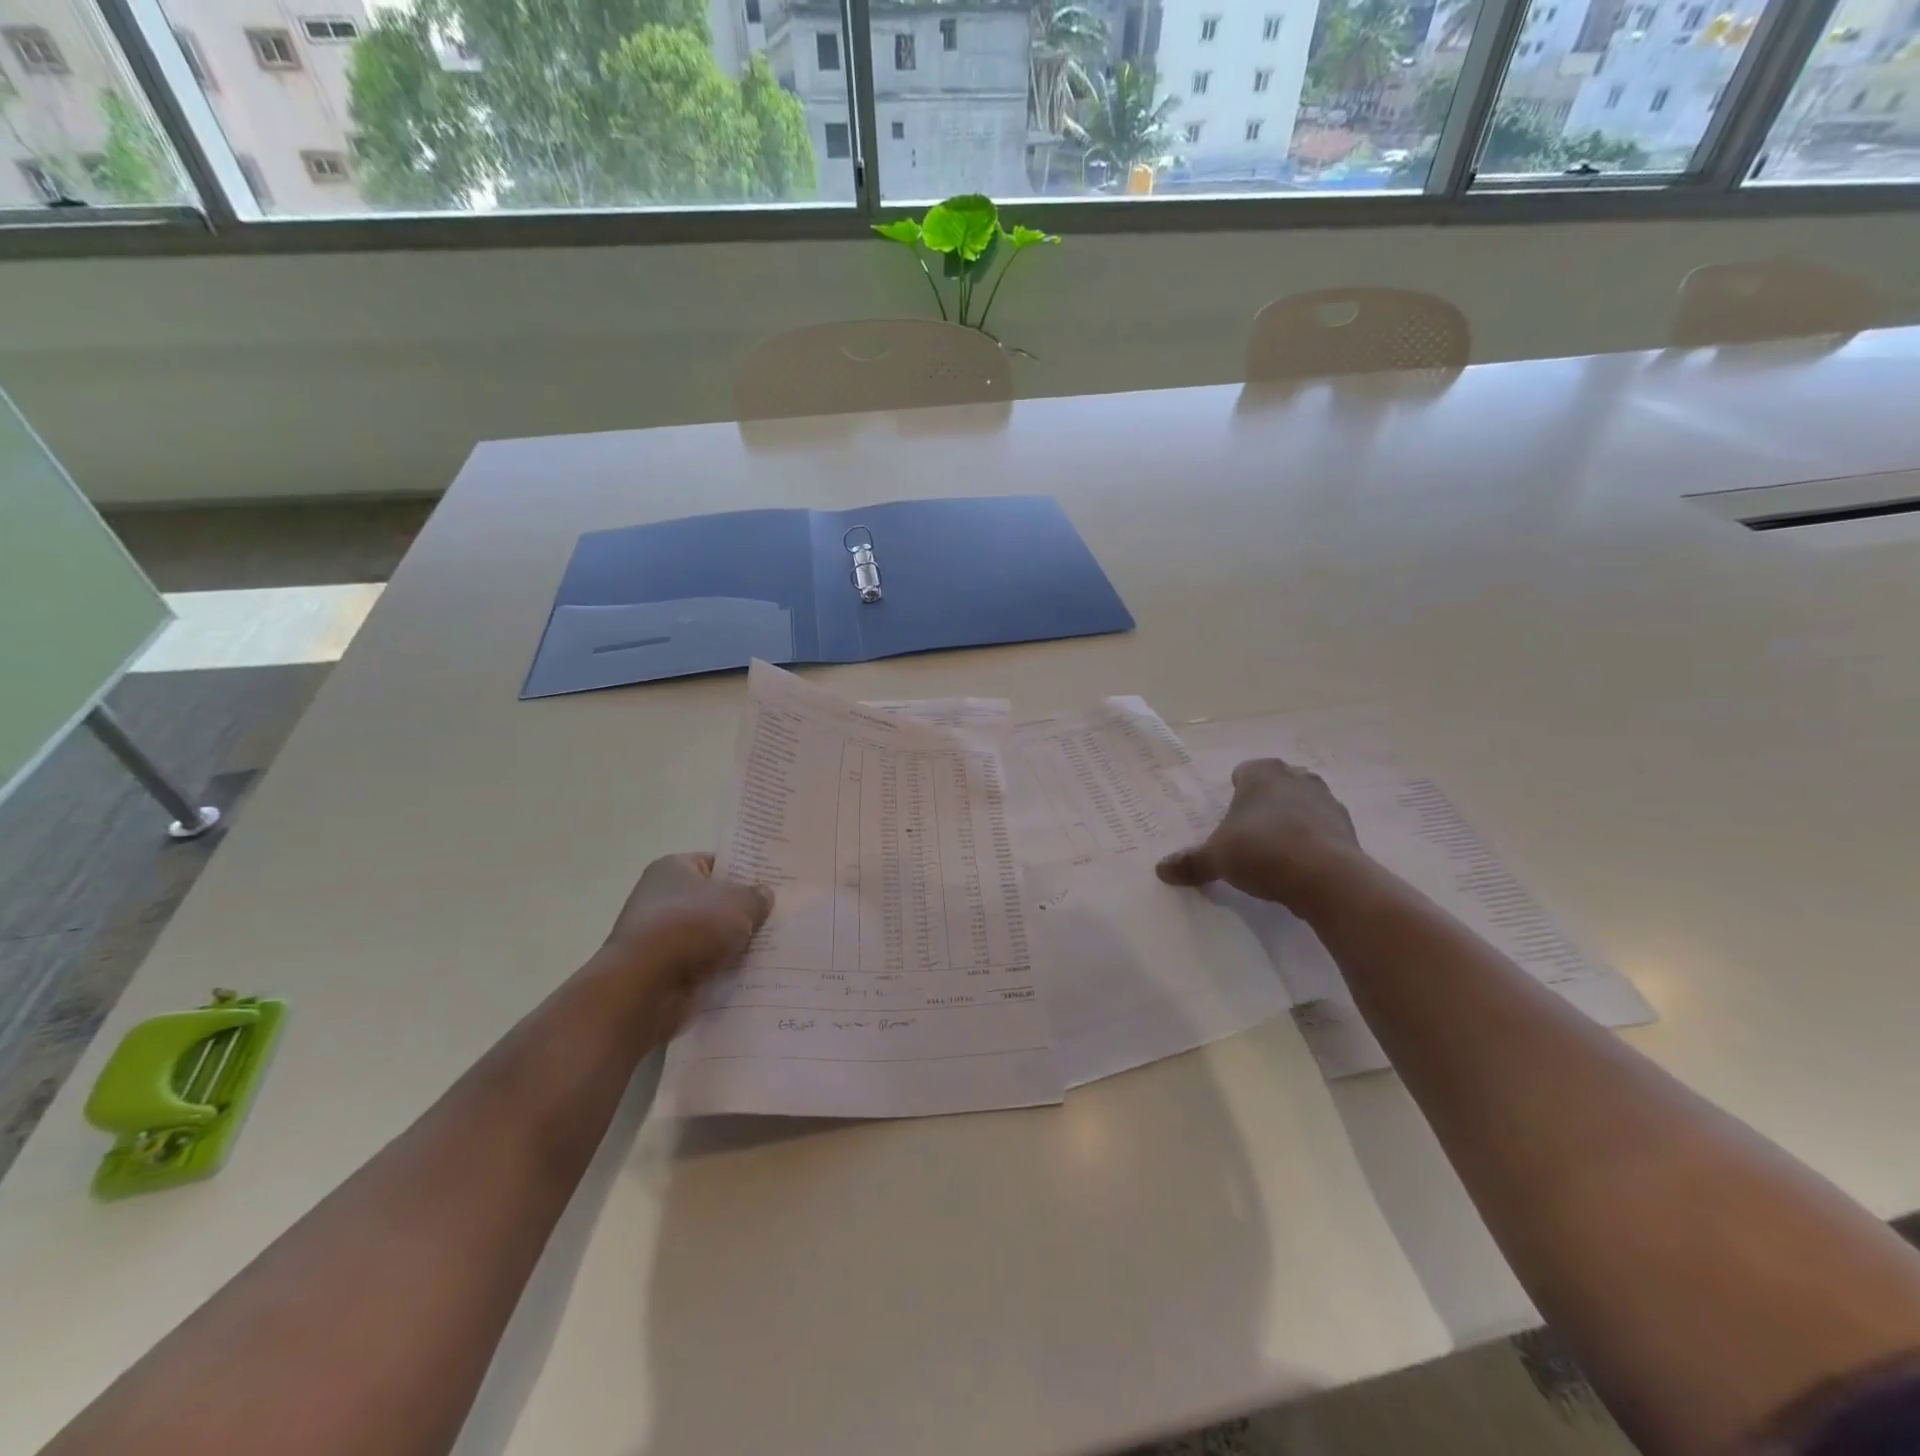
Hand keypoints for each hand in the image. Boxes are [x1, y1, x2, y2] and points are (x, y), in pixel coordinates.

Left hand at [594, 852, 773, 1036]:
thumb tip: (764, 895)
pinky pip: (702, 965)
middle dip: (744, 912)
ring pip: (710, 936)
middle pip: (714, 901)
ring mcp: (660, 937)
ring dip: (734, 944)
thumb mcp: (739, 903)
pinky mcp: (662, 972)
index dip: (745, 872)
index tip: (774, 884)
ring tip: (774, 948)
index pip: (716, 863)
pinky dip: (722, 970)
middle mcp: (661, 898)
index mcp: (673, 868)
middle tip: (780, 917)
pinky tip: (751, 975)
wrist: (646, 986)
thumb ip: (757, 896)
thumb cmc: (692, 926)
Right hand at [1156, 758, 1366, 913]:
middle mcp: (1296, 778)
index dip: (1235, 789)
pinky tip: (1298, 865)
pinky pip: (1323, 829)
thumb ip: (1191, 862)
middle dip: (1265, 802)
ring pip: (1303, 804)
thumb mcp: (1216, 859)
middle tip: (1249, 829)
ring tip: (1275, 849)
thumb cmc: (1262, 851)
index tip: (1229, 812)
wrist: (1326, 877)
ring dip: (1291, 820)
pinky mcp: (1347, 829)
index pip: (1245, 771)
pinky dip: (1312, 841)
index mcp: (1262, 774)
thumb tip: (1161, 869)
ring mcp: (1327, 802)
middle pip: (1277, 784)